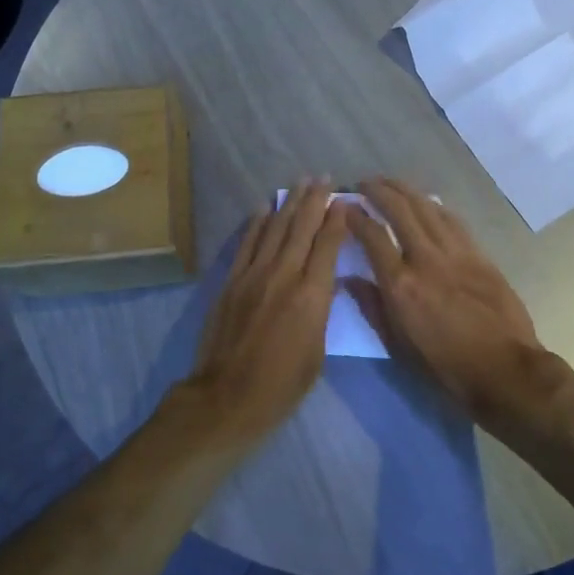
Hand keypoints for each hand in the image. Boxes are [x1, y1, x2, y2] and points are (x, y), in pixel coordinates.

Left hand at [184, 180, 349, 442]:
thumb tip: (323, 284)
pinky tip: (264, 207)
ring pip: (275, 229)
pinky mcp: (232, 281)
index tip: (345, 200)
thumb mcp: (317, 351)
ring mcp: (254, 275)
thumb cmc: (282, 384)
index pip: (328, 246)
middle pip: (302, 228)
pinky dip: (257, 223)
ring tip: (300, 183)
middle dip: (315, 200)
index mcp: (312, 295)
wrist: (228, 396)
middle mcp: (284, 275)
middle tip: (325, 178)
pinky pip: (247, 244)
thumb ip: (321, 311)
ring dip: (289, 204)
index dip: (337, 220)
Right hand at [344, 178, 548, 433]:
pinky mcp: (479, 255)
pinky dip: (434, 206)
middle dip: (379, 190)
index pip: (372, 236)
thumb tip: (348, 279)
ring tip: (391, 182)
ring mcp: (456, 253)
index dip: (355, 216)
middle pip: (400, 210)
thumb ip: (371, 306)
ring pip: (427, 207)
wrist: (503, 369)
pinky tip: (426, 201)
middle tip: (364, 183)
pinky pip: (453, 220)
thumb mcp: (397, 344)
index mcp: (400, 285)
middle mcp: (425, 260)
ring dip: (406, 190)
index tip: (344, 206)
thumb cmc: (443, 366)